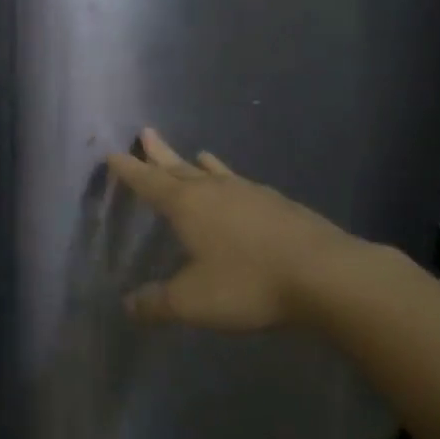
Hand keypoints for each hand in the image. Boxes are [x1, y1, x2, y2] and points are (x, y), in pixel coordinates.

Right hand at [106, 128, 386, 330]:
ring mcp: (251, 193)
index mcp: (187, 205)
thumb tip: (128, 305)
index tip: (114, 154)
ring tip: (196, 154)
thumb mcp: (193, 301)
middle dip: (160, 154)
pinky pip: (243, 185)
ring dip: (199, 164)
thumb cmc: (248, 283)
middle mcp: (215, 191)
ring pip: (216, 173)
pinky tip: (241, 188)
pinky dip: (231, 180)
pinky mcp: (279, 205)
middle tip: (146, 133)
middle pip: (180, 167)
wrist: (325, 274)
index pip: (149, 182)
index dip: (130, 171)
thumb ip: (158, 303)